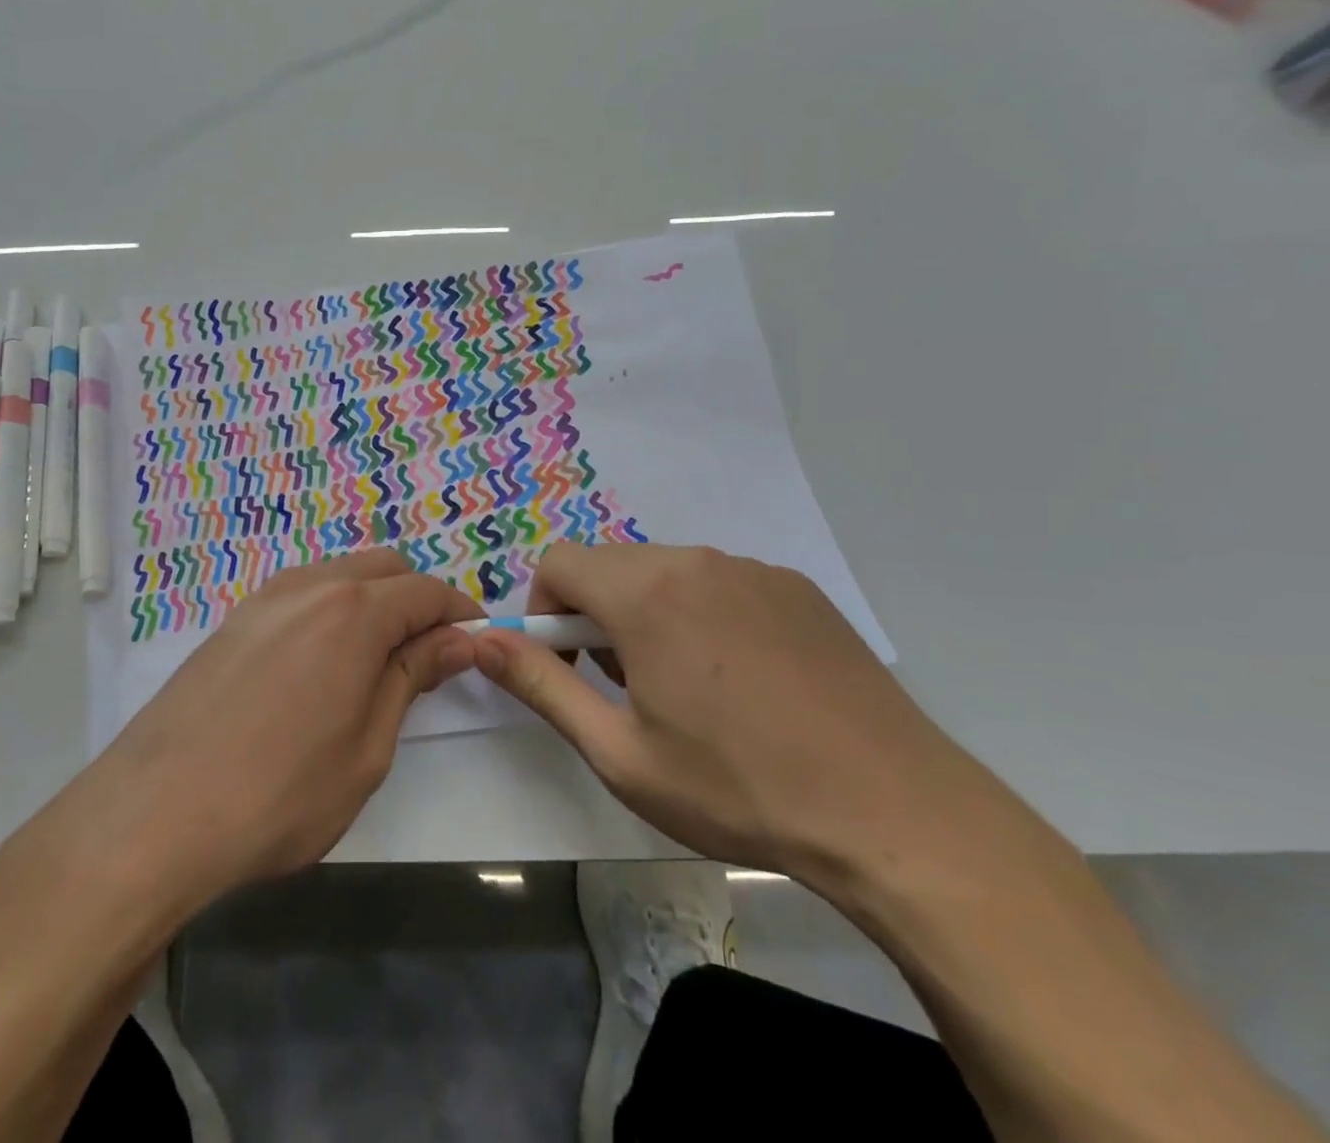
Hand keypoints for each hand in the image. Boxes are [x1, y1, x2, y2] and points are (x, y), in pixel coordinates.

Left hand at [53, 550, 480, 906]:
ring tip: (380, 656)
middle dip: (419, 598)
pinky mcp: (235, 619)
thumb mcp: (367, 747)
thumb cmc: (280, 793)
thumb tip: (457, 640)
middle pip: (385, 567)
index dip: (460, 613)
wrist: (156, 813)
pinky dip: (332, 607)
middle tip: (431, 652)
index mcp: (354, 612)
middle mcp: (311, 586)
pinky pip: (302, 592)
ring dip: (374, 599)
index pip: (426, 591)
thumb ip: (411, 677)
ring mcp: (265, 597)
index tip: (477, 643)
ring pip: (341, 573)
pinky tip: (324, 658)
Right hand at [471, 543, 985, 884]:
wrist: (897, 815)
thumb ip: (539, 686)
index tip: (571, 667)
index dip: (546, 613)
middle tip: (629, 690)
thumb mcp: (619, 752)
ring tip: (689, 692)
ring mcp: (753, 569)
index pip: (558, 563)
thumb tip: (478, 640)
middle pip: (611, 567)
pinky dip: (703, 615)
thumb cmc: (738, 789)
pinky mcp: (796, 588)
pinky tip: (745, 684)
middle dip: (597, 617)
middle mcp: (695, 561)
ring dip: (649, 615)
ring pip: (665, 574)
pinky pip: (719, 583)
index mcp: (645, 592)